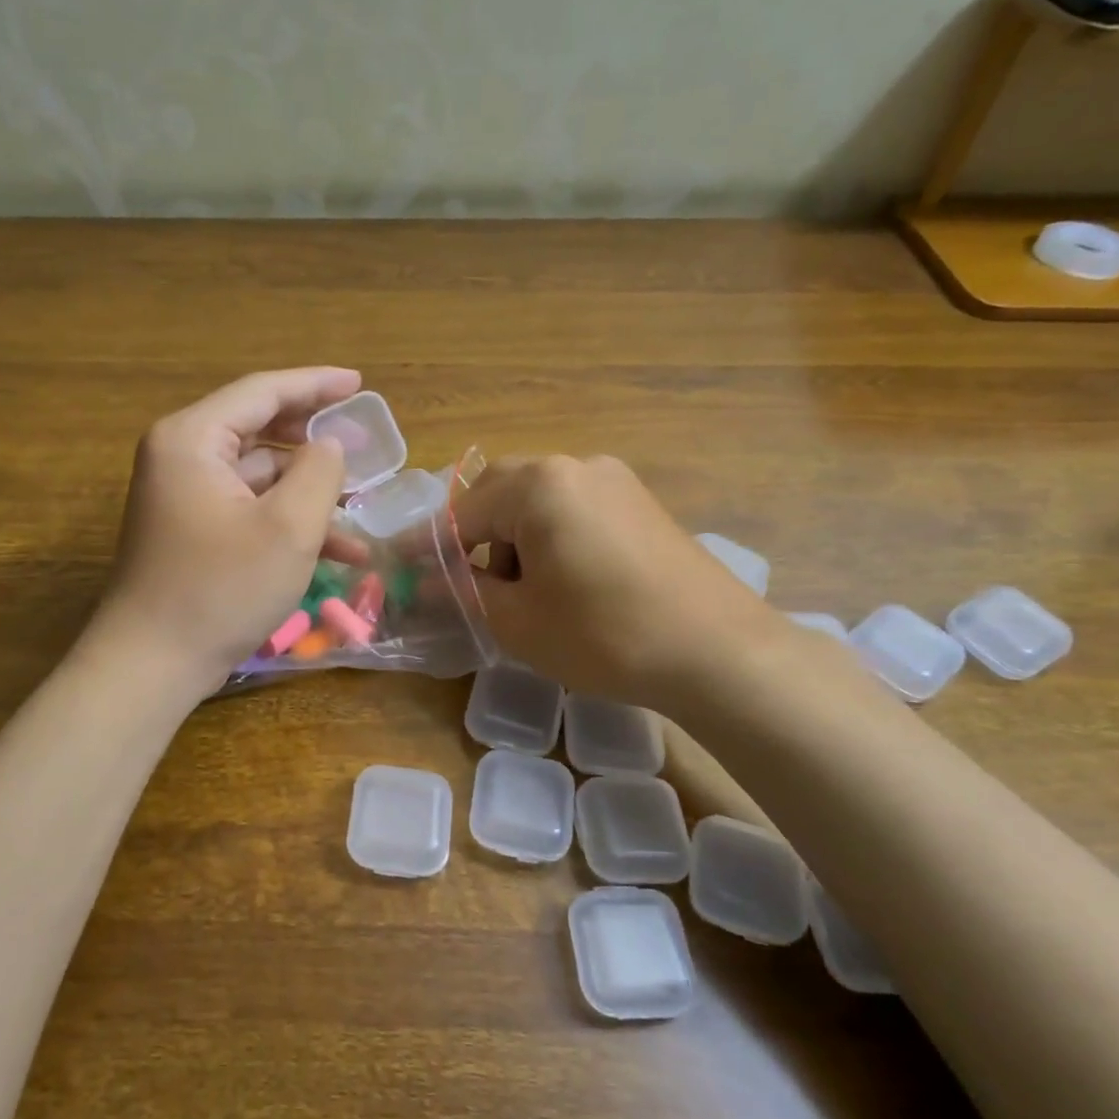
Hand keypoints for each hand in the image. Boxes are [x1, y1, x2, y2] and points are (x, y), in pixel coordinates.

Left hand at [94, 368, 360, 692]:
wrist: (152, 664)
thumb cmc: (222, 589)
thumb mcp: (288, 527)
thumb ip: (320, 472)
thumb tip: (330, 445)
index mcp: (193, 439)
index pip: (262, 391)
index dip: (316, 384)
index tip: (360, 383)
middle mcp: (182, 457)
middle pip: (260, 428)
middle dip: (315, 438)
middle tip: (364, 440)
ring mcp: (185, 496)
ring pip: (261, 474)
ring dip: (310, 490)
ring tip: (362, 503)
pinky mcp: (193, 531)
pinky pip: (249, 508)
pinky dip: (289, 521)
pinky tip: (340, 550)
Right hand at [452, 455, 777, 705]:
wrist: (718, 652)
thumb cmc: (604, 635)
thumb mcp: (518, 620)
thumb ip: (465, 591)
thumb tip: (425, 581)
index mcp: (538, 485)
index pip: (462, 512)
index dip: (429, 545)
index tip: (400, 567)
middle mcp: (574, 466)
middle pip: (499, 492)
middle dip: (474, 535)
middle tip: (464, 581)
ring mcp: (614, 480)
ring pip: (538, 498)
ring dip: (513, 535)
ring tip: (518, 588)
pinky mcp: (640, 501)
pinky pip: (574, 507)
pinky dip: (550, 535)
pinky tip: (561, 578)